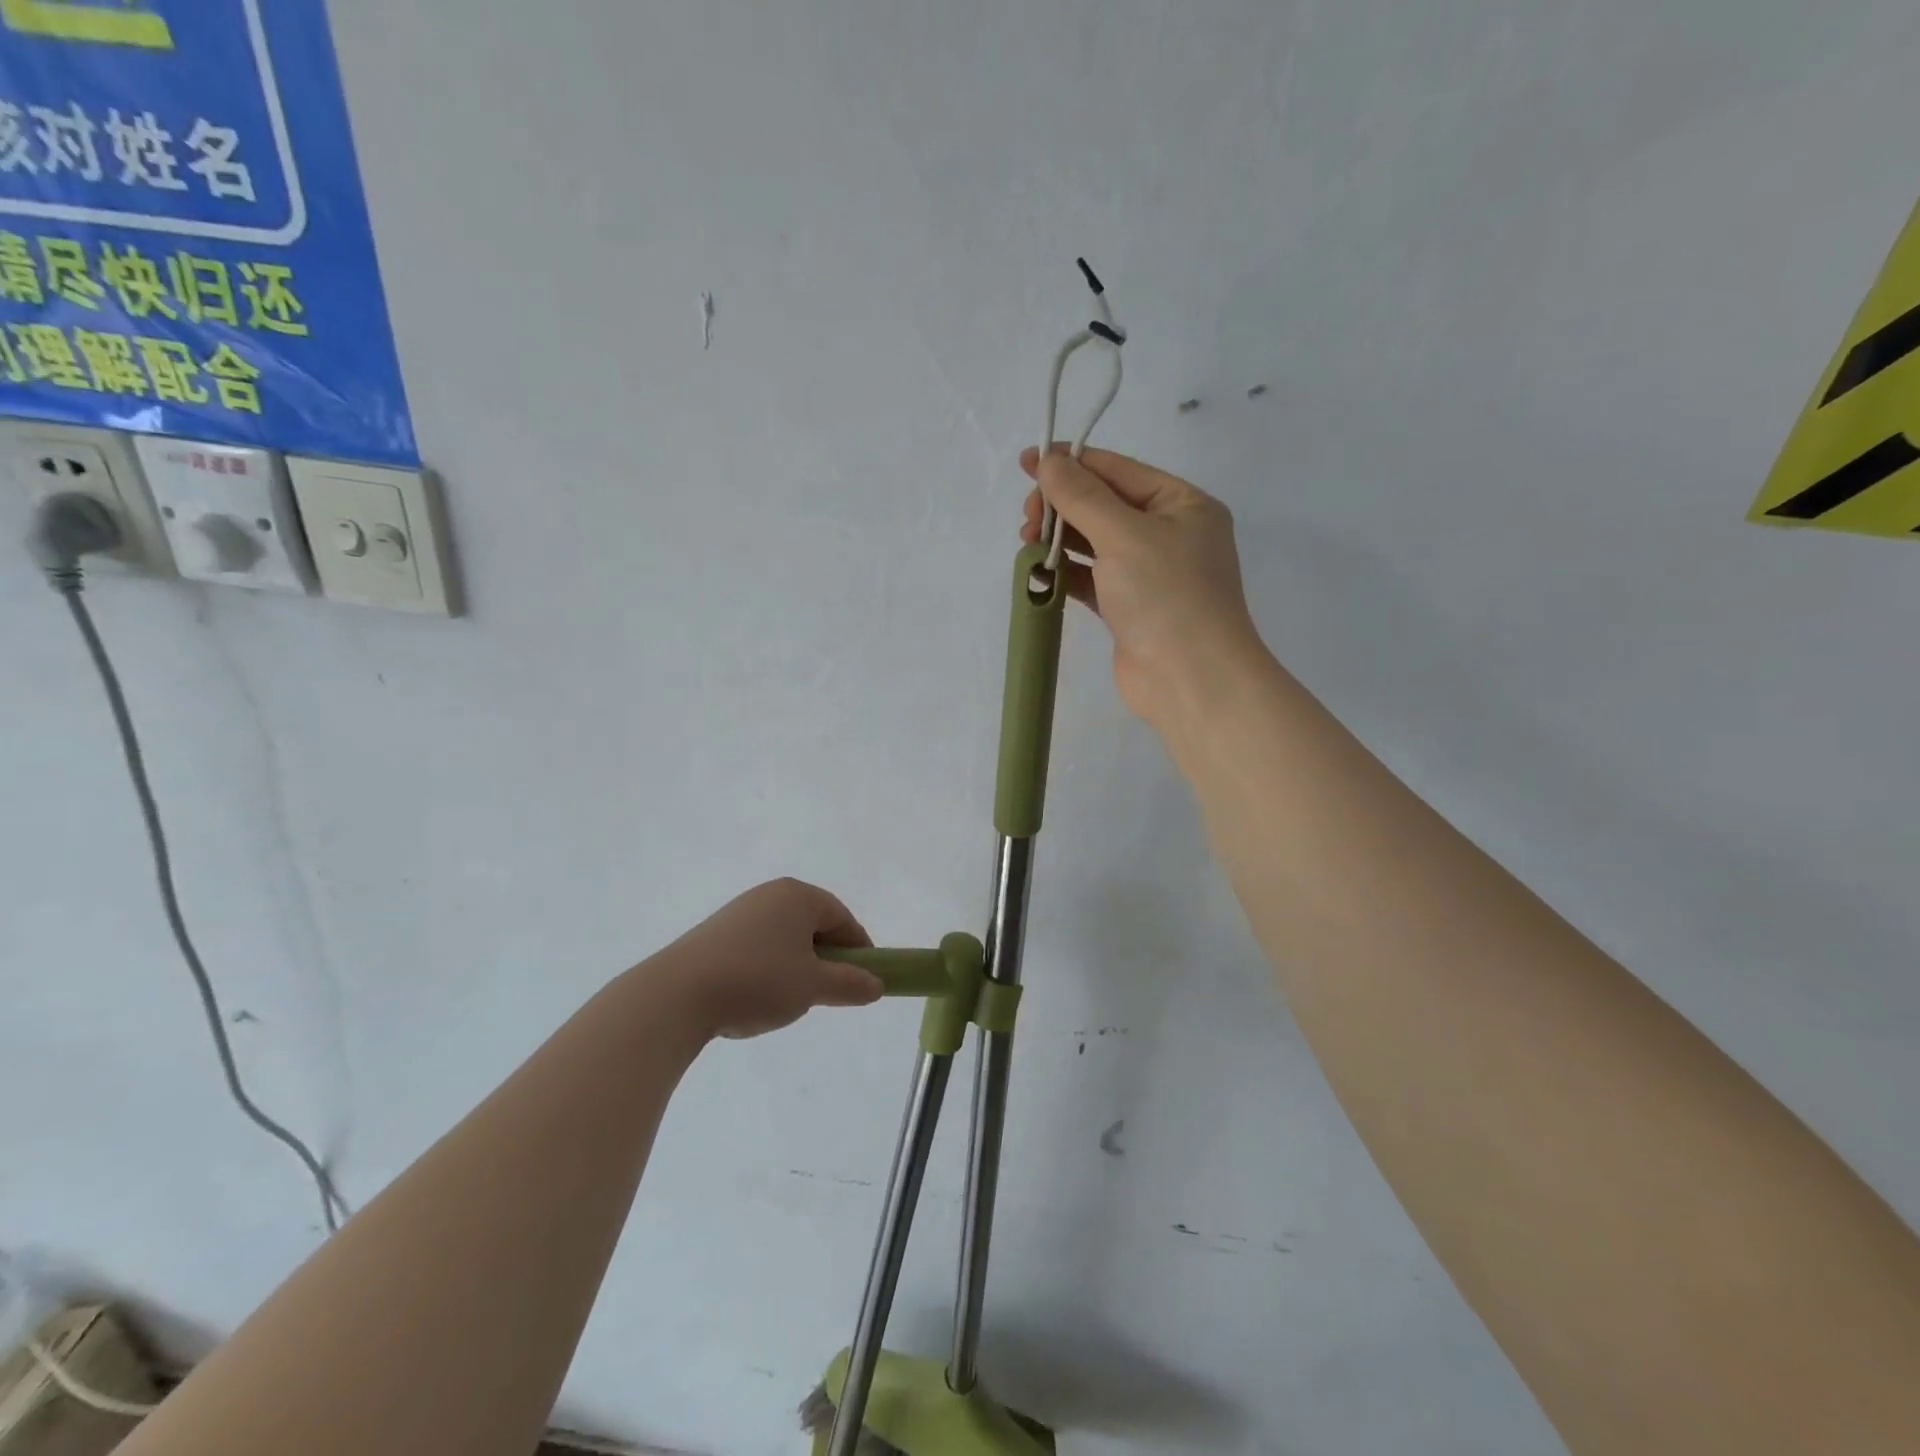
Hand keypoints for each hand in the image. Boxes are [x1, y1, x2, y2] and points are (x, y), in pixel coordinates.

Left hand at [654, 879, 883, 1040]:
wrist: (676, 996)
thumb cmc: (758, 981)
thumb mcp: (812, 987)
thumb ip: (850, 984)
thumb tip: (877, 984)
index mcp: (798, 896)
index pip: (842, 918)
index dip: (858, 949)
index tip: (864, 979)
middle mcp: (770, 895)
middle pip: (813, 924)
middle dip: (826, 958)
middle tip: (829, 992)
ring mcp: (739, 912)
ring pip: (784, 938)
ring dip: (797, 965)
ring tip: (790, 999)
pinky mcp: (714, 933)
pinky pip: (757, 946)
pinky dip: (768, 968)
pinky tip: (756, 996)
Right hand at [1021, 446, 1265, 731]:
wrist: (1190, 680)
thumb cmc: (1166, 595)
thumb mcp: (1124, 535)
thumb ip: (1082, 496)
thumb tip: (1048, 461)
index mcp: (1182, 504)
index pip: (1119, 470)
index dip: (1072, 463)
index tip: (1027, 463)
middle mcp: (1169, 533)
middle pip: (1104, 505)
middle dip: (1062, 506)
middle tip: (1028, 520)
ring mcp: (1149, 573)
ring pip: (1094, 543)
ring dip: (1060, 539)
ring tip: (1028, 544)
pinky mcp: (1128, 608)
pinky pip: (1091, 578)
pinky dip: (1066, 572)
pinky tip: (1040, 571)